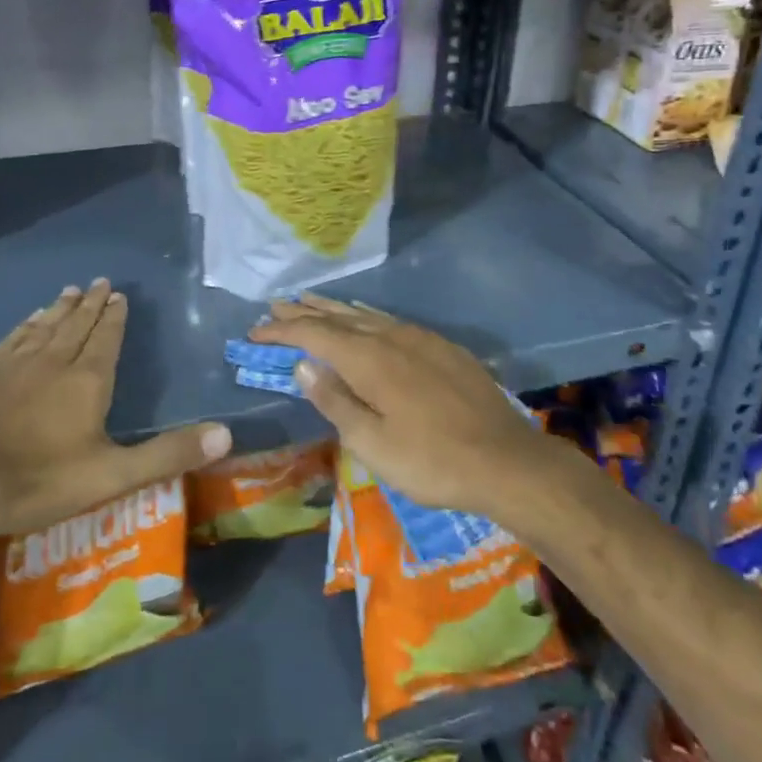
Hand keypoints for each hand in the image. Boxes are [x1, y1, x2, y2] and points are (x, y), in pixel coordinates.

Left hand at [0, 280, 231, 544]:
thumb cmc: (38, 481)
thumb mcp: (112, 475)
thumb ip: (168, 454)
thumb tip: (226, 434)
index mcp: (87, 380)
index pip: (106, 338)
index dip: (115, 317)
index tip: (119, 295)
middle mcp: (53, 361)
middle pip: (76, 325)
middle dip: (92, 304)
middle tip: (100, 282)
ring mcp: (12, 365)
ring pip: (43, 327)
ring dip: (60, 308)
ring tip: (71, 290)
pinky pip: (11, 340)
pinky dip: (24, 327)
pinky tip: (27, 321)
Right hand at [250, 293, 557, 519]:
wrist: (506, 459)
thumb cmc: (432, 460)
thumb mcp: (373, 444)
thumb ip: (335, 401)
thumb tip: (302, 364)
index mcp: (369, 359)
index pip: (314, 335)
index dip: (282, 331)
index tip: (255, 332)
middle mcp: (390, 337)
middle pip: (338, 318)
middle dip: (304, 312)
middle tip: (276, 306)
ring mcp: (419, 338)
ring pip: (365, 315)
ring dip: (333, 309)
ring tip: (310, 301)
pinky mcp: (441, 346)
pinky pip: (391, 320)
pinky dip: (366, 315)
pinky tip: (364, 315)